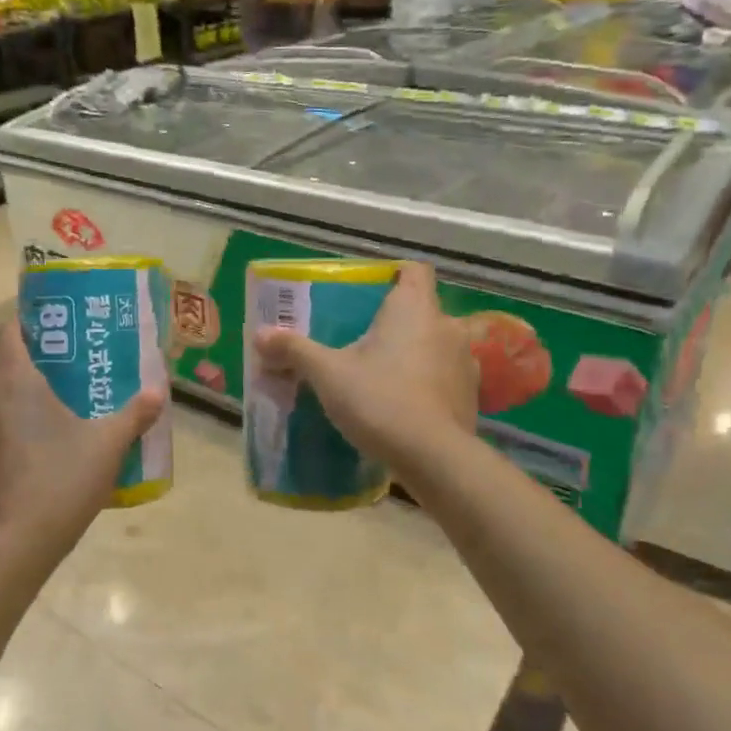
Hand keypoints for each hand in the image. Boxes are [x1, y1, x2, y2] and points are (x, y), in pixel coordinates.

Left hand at [0, 320, 163, 576]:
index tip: (56, 333)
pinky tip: (24, 449)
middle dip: (26, 360)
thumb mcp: (108, 445)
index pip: (8, 331)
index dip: (29, 325)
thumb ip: (135, 414)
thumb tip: (159, 392)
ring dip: (10, 395)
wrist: (16, 545)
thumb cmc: (62, 481)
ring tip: (44, 409)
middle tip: (61, 371)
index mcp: (13, 381)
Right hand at [251, 261, 475, 470]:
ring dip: (413, 351)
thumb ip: (295, 350)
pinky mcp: (470, 395)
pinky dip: (426, 381)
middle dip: (395, 320)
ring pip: (435, 343)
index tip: (368, 292)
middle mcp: (446, 326)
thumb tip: (260, 334)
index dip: (394, 275)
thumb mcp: (328, 374)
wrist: (434, 459)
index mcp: (414, 308)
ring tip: (380, 372)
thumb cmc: (380, 400)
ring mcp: (465, 361)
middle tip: (361, 338)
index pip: (415, 271)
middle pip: (422, 309)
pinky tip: (403, 402)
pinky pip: (444, 376)